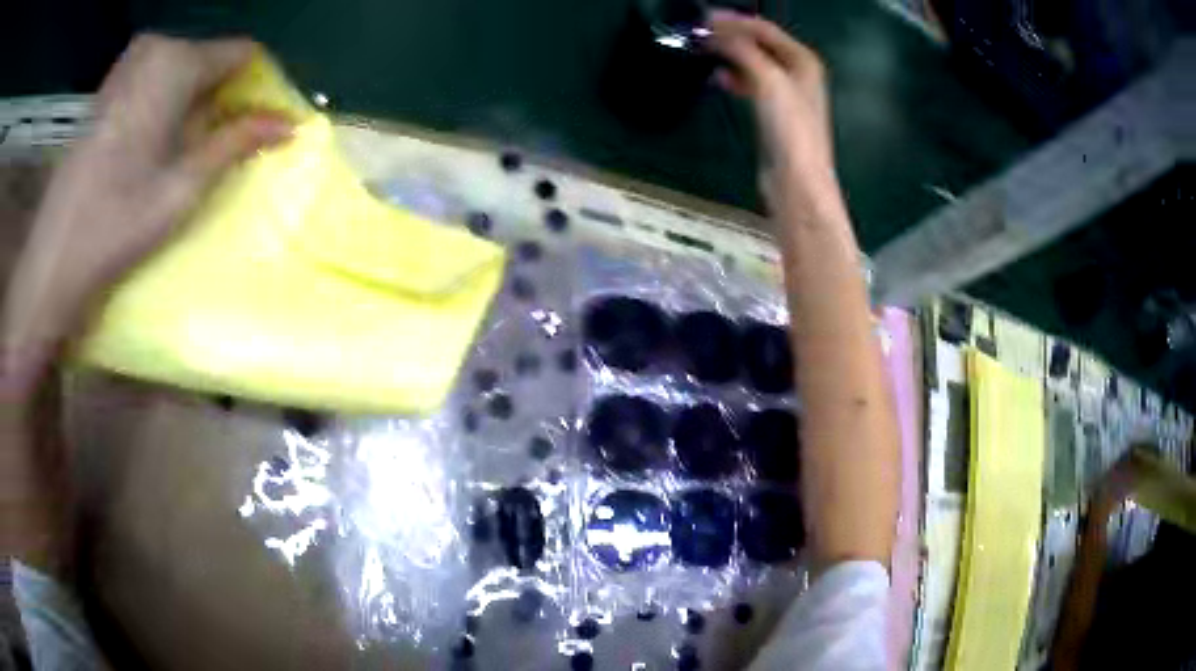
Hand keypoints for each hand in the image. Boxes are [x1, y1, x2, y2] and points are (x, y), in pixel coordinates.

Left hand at [4, 34, 291, 388]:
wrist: (54, 256)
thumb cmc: (117, 223)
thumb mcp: (184, 186)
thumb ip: (237, 143)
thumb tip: (289, 124)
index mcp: (177, 60)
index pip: (242, 53)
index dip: (256, 87)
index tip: (257, 126)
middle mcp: (155, 46)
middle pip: (210, 59)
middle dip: (222, 97)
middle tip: (215, 147)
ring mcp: (129, 61)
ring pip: (182, 68)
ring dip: (193, 101)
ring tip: (180, 149)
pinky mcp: (111, 82)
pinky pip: (156, 76)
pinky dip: (166, 101)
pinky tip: (151, 141)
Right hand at [707, 11, 837, 207]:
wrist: (796, 181)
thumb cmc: (789, 128)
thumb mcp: (767, 80)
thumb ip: (742, 50)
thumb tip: (714, 28)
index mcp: (803, 60)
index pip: (764, 29)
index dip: (734, 20)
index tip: (702, 18)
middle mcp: (798, 72)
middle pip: (759, 43)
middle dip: (730, 36)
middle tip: (699, 33)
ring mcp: (788, 94)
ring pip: (754, 62)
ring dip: (730, 55)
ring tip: (704, 52)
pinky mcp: (776, 114)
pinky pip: (752, 83)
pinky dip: (735, 77)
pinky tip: (719, 78)